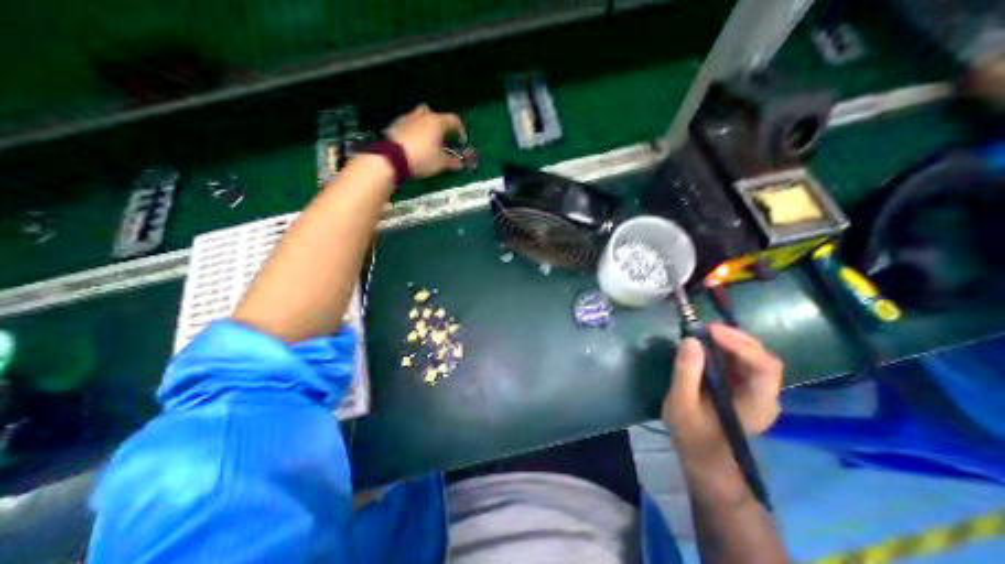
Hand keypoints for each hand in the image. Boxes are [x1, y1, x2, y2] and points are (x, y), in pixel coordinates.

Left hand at [386, 104, 469, 176]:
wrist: (392, 158)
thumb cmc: (422, 158)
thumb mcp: (440, 163)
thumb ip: (451, 162)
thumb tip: (459, 163)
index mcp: (437, 122)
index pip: (454, 120)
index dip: (460, 131)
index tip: (461, 142)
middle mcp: (422, 116)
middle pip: (434, 114)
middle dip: (439, 124)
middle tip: (441, 138)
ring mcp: (407, 118)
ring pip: (419, 117)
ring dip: (425, 127)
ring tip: (426, 141)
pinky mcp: (395, 125)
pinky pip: (408, 125)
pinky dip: (413, 132)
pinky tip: (413, 145)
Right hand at [667, 325, 784, 463]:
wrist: (704, 460)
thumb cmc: (692, 435)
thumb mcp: (681, 403)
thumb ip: (686, 372)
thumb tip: (690, 340)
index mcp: (757, 404)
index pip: (764, 367)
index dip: (740, 344)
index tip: (709, 331)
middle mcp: (766, 395)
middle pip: (761, 357)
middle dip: (734, 338)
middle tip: (702, 328)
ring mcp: (757, 392)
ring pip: (752, 356)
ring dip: (728, 341)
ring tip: (701, 333)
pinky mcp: (744, 388)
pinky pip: (740, 362)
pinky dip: (724, 349)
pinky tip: (706, 345)